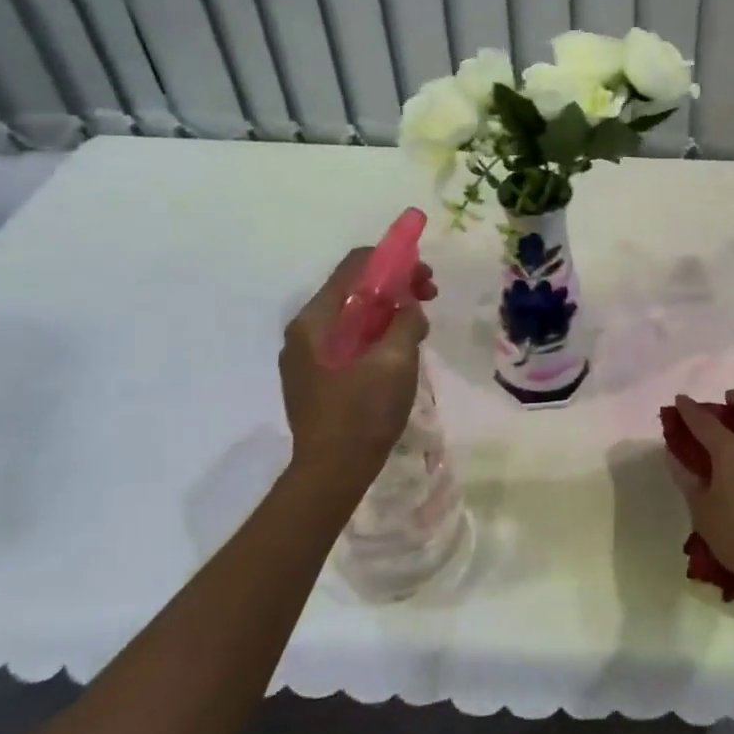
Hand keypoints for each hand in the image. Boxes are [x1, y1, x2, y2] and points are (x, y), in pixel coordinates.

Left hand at [280, 248, 437, 506]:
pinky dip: (374, 335)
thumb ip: (405, 322)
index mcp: (316, 320)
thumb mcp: (395, 361)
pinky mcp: (314, 377)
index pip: (354, 266)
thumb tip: (409, 307)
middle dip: (394, 287)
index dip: (393, 260)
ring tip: (417, 329)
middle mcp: (304, 330)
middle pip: (353, 289)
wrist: (331, 473)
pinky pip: (347, 340)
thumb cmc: (362, 413)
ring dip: (387, 312)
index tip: (425, 276)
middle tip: (428, 298)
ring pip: (352, 316)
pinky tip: (397, 352)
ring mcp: (306, 356)